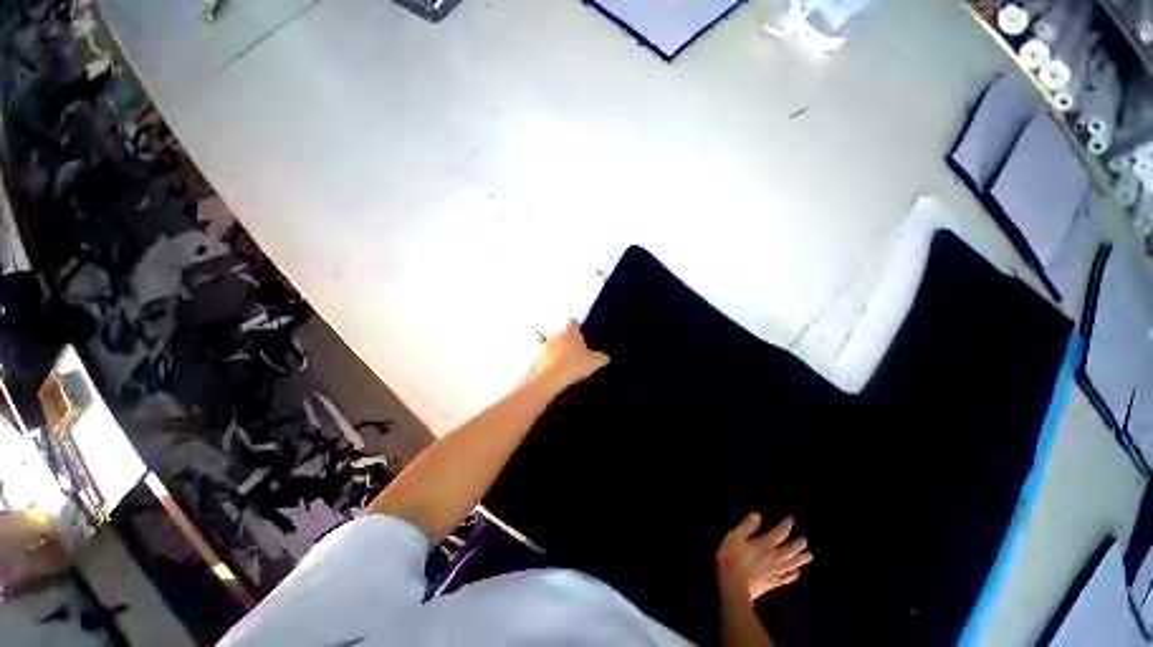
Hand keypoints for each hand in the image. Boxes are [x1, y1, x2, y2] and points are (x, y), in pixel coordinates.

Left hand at [528, 320, 609, 393]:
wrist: (553, 376)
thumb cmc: (576, 363)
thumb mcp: (594, 362)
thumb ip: (601, 358)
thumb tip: (605, 357)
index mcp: (571, 332)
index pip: (573, 323)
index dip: (576, 327)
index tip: (578, 331)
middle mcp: (557, 334)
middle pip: (561, 333)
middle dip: (565, 339)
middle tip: (572, 348)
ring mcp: (545, 345)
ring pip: (551, 343)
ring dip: (554, 349)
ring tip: (561, 359)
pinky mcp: (537, 357)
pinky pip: (544, 356)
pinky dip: (547, 360)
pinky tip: (553, 368)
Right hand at [716, 513, 811, 606]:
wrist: (734, 587)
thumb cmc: (732, 559)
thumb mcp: (734, 537)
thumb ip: (747, 526)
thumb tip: (758, 515)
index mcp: (764, 545)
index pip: (779, 533)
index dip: (786, 526)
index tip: (791, 520)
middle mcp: (773, 558)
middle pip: (790, 550)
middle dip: (798, 544)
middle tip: (805, 540)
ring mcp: (774, 572)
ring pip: (791, 564)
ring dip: (801, 559)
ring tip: (809, 556)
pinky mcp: (772, 583)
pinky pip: (786, 578)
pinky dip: (793, 575)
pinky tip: (797, 573)